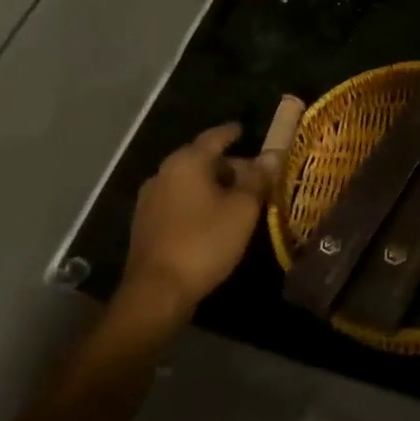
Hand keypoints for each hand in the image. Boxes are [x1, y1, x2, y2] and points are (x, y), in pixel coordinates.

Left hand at [118, 123, 272, 325]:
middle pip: (201, 160)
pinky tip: (214, 217)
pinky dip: (198, 201)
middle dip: (228, 165)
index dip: (232, 132)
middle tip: (254, 176)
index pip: (214, 137)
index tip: (245, 130)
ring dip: (213, 185)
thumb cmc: (205, 241)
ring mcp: (150, 200)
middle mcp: (164, 174)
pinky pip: (178, 200)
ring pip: (189, 182)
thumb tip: (273, 154)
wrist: (158, 291)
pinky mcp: (146, 224)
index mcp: (187, 162)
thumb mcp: (242, 209)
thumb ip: (259, 178)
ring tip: (238, 198)